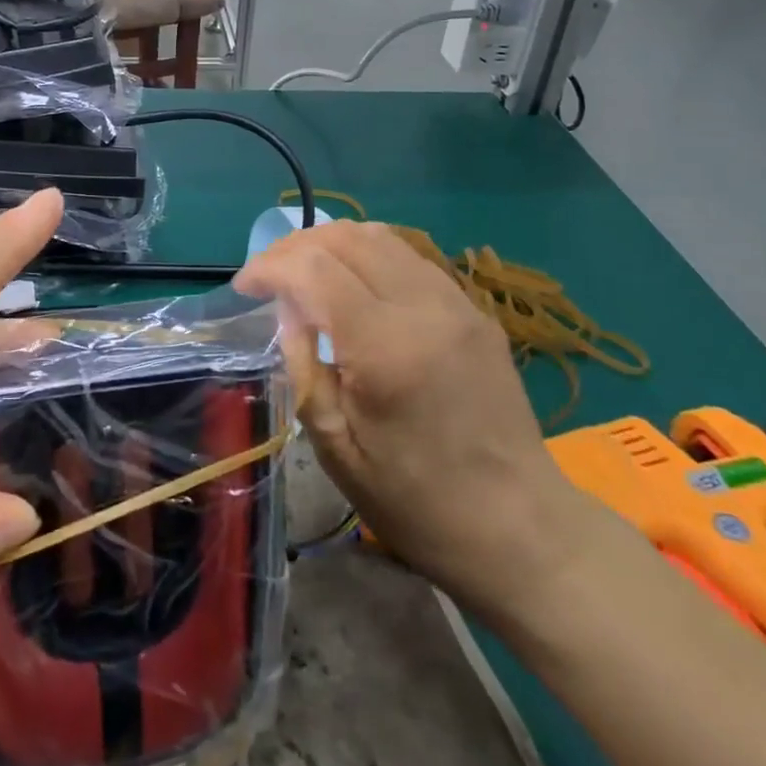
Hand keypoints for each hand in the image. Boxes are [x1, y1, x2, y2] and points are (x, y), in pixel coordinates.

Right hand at [236, 220, 587, 614]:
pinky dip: (367, 255)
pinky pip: (409, 257)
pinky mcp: (473, 309)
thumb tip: (288, 309)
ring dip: (330, 244)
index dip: (268, 266)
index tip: (244, 286)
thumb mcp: (336, 447)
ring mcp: (456, 303)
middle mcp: (423, 308)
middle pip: (345, 238)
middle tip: (268, 277)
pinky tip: (352, 285)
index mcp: (385, 347)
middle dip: (294, 247)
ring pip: (379, 237)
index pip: (313, 269)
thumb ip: (303, 365)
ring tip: (304, 273)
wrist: (521, 528)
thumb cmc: (417, 502)